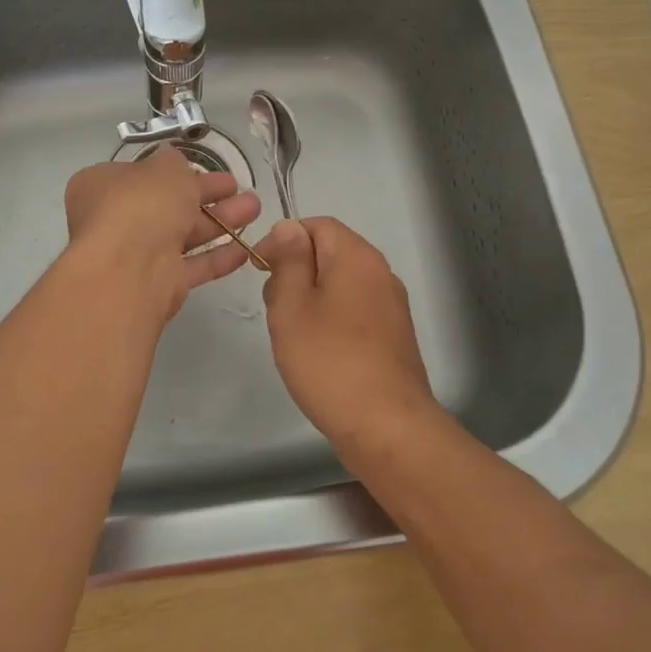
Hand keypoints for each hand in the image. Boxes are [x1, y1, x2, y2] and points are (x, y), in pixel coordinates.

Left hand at [64, 149, 262, 319]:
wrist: (129, 269)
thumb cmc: (141, 205)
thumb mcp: (163, 168)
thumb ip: (173, 163)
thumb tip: (172, 161)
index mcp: (102, 187)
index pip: (139, 175)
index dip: (171, 171)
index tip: (202, 168)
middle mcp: (115, 220)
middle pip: (166, 205)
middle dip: (206, 195)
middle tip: (237, 187)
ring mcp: (136, 254)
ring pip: (183, 234)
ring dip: (219, 221)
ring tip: (255, 209)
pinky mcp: (158, 284)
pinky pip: (191, 266)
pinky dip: (217, 257)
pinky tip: (245, 249)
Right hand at [258, 217, 436, 441]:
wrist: (386, 426)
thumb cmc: (329, 361)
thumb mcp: (292, 305)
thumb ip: (289, 261)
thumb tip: (288, 228)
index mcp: (357, 258)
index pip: (317, 225)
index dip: (283, 240)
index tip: (257, 269)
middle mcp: (381, 274)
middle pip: (330, 253)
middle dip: (295, 271)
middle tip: (274, 308)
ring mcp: (391, 307)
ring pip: (340, 285)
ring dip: (310, 299)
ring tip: (291, 334)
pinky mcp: (393, 337)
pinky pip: (354, 311)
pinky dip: (330, 320)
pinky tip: (316, 352)